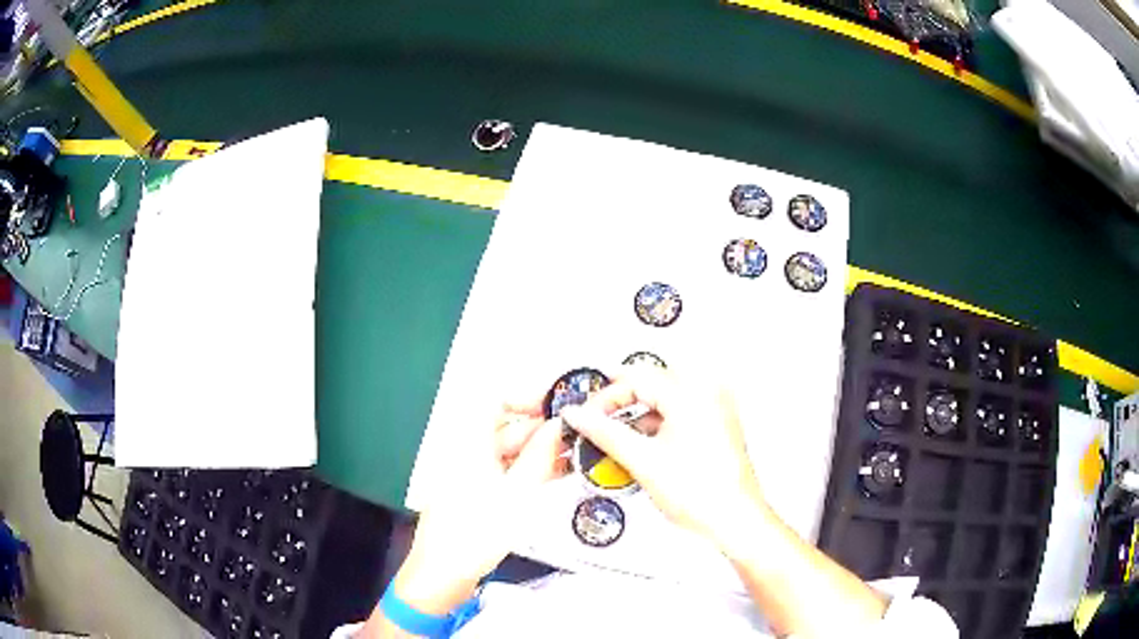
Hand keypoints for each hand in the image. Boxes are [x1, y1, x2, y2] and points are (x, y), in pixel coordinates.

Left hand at [392, 397, 567, 614]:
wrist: (443, 574)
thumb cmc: (475, 533)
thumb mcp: (517, 495)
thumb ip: (540, 456)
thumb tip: (560, 424)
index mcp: (469, 443)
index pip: (496, 400)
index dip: (528, 396)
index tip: (560, 406)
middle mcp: (468, 451)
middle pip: (506, 426)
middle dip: (543, 427)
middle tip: (581, 434)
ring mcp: (471, 472)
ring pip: (509, 449)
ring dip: (541, 450)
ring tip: (578, 453)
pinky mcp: (477, 492)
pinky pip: (506, 469)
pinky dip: (530, 469)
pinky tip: (558, 473)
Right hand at [561, 367, 768, 545]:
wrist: (734, 520)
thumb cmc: (703, 496)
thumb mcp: (643, 462)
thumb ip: (605, 433)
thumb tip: (580, 415)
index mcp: (691, 396)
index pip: (636, 378)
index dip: (604, 396)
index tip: (585, 413)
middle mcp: (707, 395)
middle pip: (652, 382)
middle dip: (621, 399)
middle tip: (596, 417)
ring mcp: (715, 410)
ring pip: (665, 397)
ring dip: (638, 412)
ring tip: (615, 434)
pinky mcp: (717, 425)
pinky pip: (679, 412)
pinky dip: (656, 423)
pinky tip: (642, 444)